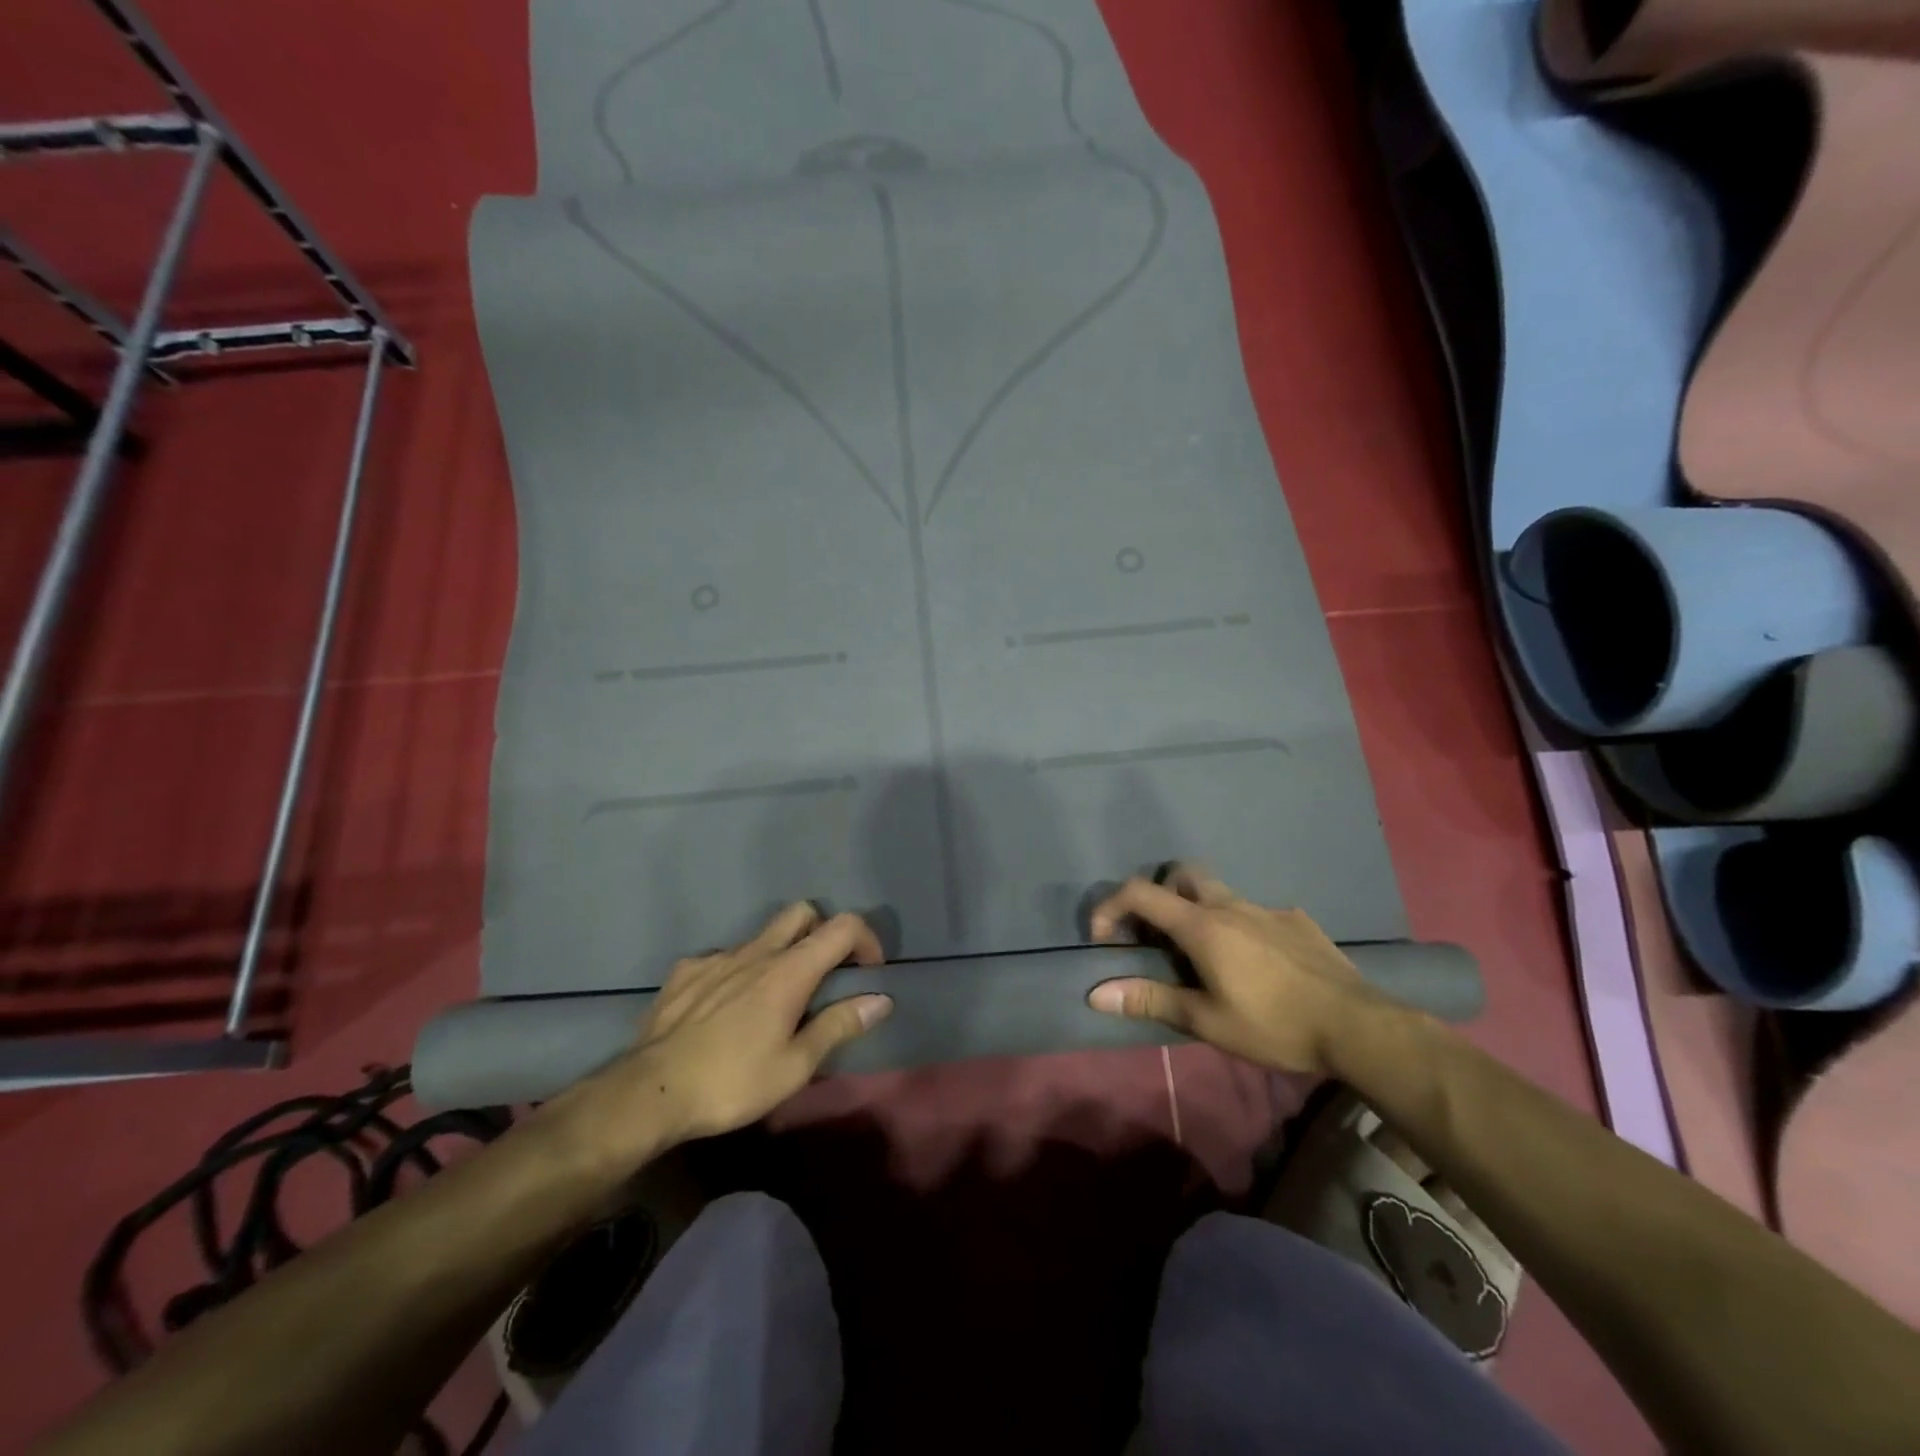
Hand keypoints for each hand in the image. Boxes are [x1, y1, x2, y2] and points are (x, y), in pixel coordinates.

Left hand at [551, 904, 891, 1162]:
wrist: (649, 1093)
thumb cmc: (732, 1082)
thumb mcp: (795, 1066)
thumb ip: (839, 1025)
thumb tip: (880, 999)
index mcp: (789, 970)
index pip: (843, 926)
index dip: (866, 939)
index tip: (868, 971)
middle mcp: (756, 951)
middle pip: (801, 912)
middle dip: (822, 931)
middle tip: (824, 973)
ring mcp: (716, 958)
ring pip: (760, 936)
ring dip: (778, 954)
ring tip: (771, 999)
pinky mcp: (685, 972)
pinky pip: (721, 959)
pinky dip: (735, 973)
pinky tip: (724, 1008)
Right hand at [1085, 865, 1394, 1076]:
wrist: (1357, 1025)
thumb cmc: (1274, 1024)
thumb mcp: (1206, 1021)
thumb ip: (1150, 999)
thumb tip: (1095, 993)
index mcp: (1202, 925)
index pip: (1140, 893)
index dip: (1110, 907)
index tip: (1103, 938)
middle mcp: (1230, 905)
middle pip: (1181, 875)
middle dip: (1158, 896)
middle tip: (1156, 937)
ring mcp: (1266, 909)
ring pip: (1219, 893)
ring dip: (1198, 912)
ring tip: (1203, 955)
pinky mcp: (1296, 921)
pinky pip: (1255, 912)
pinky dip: (1239, 927)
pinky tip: (1255, 963)